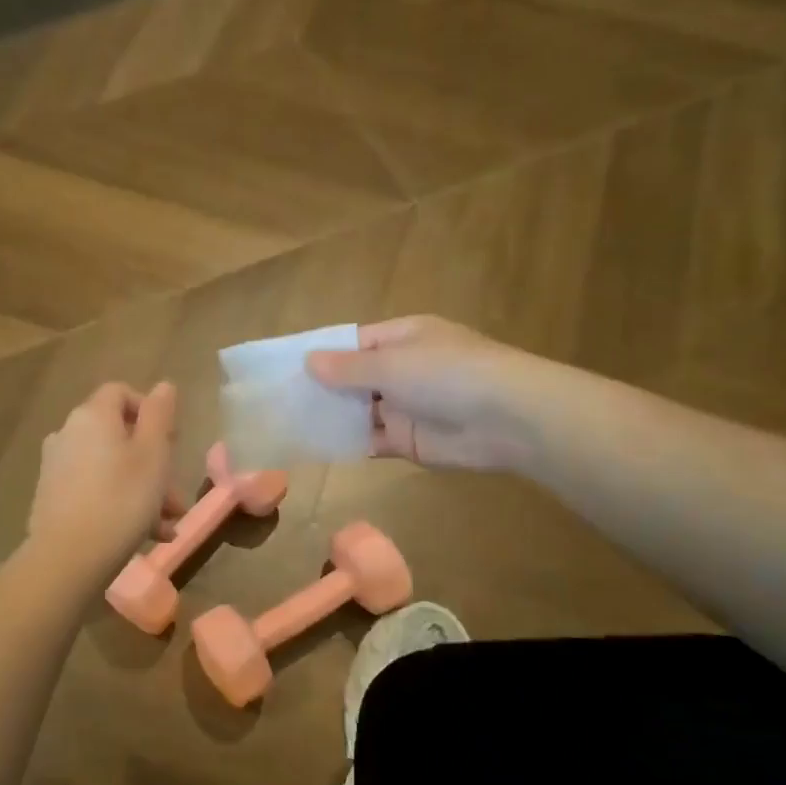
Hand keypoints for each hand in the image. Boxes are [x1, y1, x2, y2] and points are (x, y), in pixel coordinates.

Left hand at [29, 381, 182, 574]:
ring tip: (165, 526)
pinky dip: (119, 503)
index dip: (149, 410)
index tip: (172, 440)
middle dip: (154, 464)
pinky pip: (94, 489)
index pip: (121, 392)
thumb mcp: (153, 454)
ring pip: (110, 467)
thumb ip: (159, 414)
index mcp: (92, 416)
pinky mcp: (52, 497)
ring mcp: (56, 466)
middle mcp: (68, 433)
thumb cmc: (121, 500)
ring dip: (142, 490)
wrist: (67, 558)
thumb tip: (163, 385)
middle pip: (118, 435)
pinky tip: (142, 535)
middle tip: (175, 498)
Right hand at [307, 316, 527, 470]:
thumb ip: (348, 367)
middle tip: (278, 401)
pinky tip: (317, 446)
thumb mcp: (391, 363)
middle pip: (354, 378)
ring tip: (288, 424)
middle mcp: (402, 369)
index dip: (322, 354)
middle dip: (322, 388)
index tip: (285, 368)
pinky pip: (372, 440)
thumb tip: (308, 360)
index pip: (353, 343)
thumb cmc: (447, 374)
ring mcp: (406, 406)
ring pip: (360, 411)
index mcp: (402, 338)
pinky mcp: (410, 441)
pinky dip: (349, 443)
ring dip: (332, 417)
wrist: (507, 419)